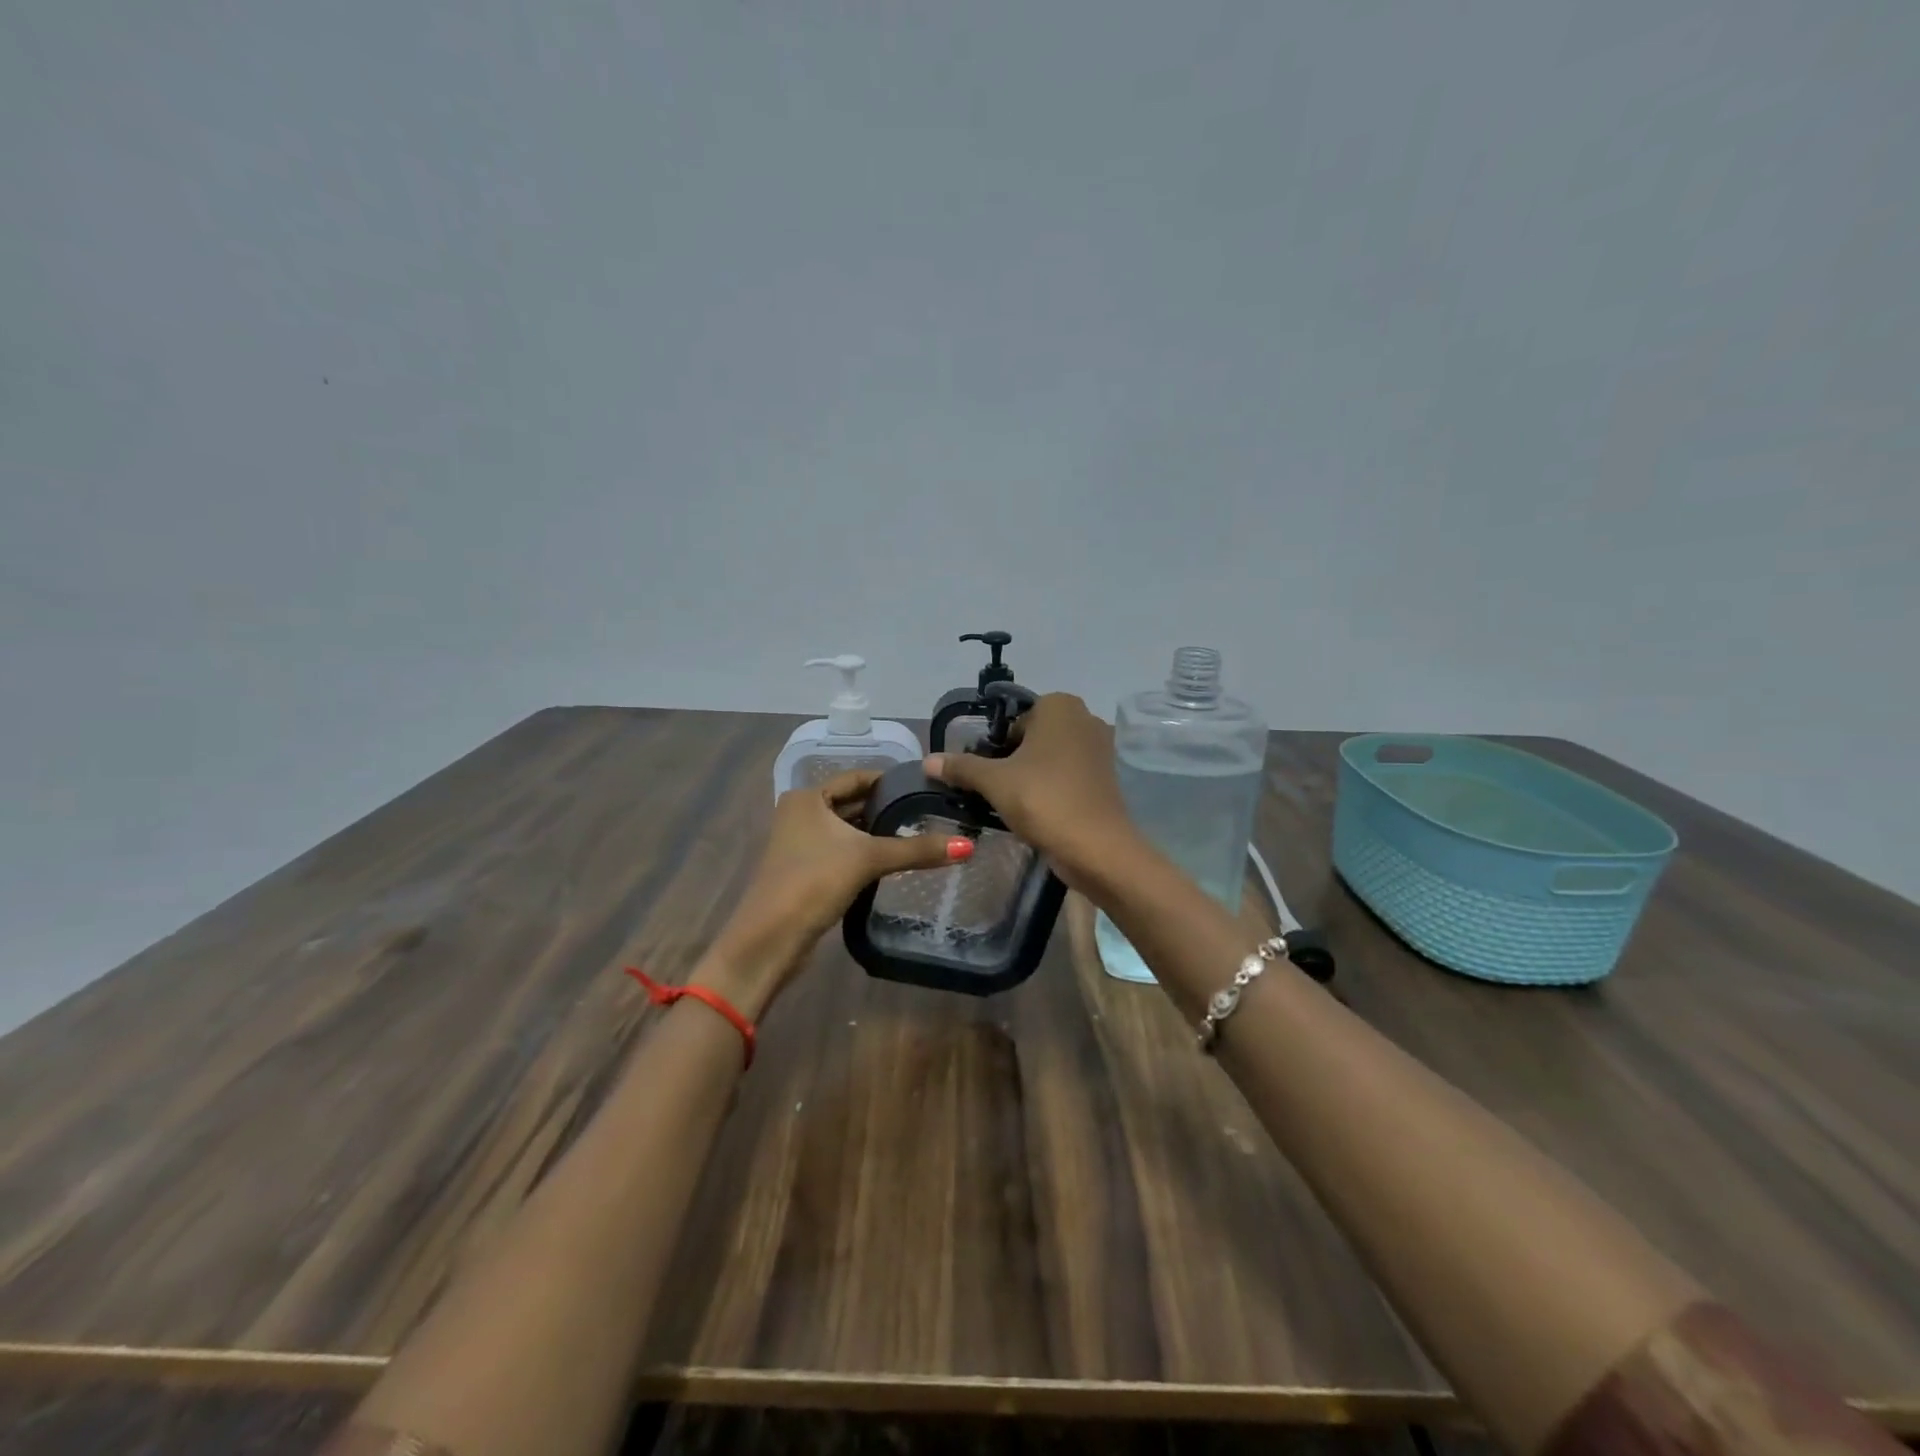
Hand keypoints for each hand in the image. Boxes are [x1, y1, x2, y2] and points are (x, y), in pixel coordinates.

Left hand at [695, 769, 973, 1015]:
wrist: (770, 938)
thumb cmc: (814, 882)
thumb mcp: (868, 859)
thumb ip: (917, 850)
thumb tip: (968, 846)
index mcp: (808, 798)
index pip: (857, 778)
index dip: (890, 781)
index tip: (926, 786)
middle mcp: (801, 813)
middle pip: (853, 803)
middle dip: (887, 808)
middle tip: (930, 812)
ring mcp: (800, 843)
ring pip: (847, 830)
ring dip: (877, 833)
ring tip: (919, 834)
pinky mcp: (805, 870)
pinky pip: (842, 851)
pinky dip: (865, 852)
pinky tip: (892, 861)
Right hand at [924, 693, 1135, 891]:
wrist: (1096, 847)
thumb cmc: (1043, 800)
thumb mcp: (994, 782)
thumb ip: (961, 767)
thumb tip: (927, 760)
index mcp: (1059, 706)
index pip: (1013, 719)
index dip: (995, 745)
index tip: (985, 772)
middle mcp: (1085, 718)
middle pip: (1033, 737)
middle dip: (1012, 760)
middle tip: (995, 789)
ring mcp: (1100, 748)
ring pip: (1051, 757)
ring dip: (1031, 775)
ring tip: (1012, 803)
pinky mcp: (1106, 778)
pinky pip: (1069, 775)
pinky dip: (1052, 788)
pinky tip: (1037, 811)